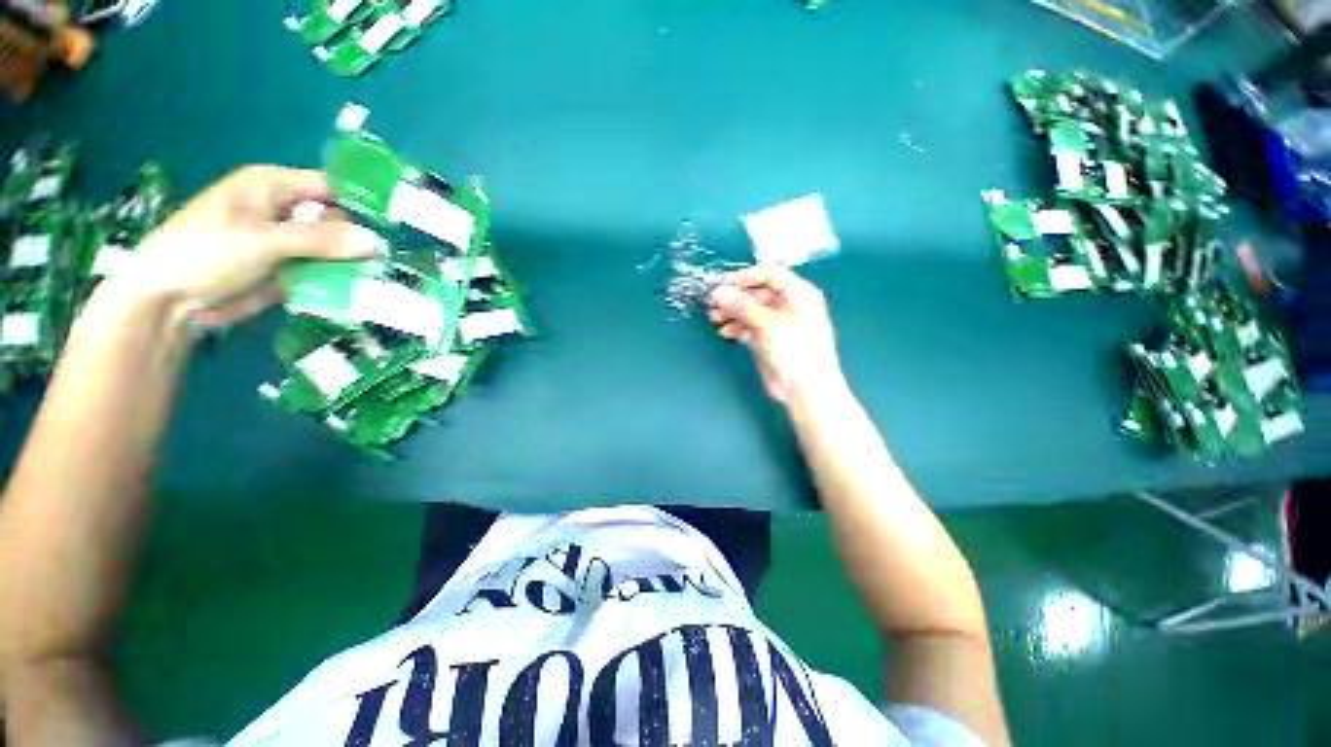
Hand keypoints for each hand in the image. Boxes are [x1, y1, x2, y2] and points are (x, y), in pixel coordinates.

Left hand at [103, 165, 382, 328]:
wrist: (170, 303)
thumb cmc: (204, 253)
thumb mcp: (263, 240)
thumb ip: (320, 240)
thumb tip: (378, 243)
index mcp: (274, 188)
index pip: (331, 187)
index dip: (363, 201)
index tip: (399, 223)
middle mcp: (286, 212)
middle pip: (339, 221)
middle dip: (364, 239)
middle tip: (396, 259)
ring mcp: (290, 244)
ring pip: (336, 249)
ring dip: (357, 263)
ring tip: (389, 279)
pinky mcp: (291, 271)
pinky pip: (327, 272)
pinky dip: (343, 280)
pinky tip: (367, 291)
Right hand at [708, 265, 845, 404]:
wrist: (806, 389)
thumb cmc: (794, 350)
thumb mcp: (768, 324)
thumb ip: (742, 306)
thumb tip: (719, 293)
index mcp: (798, 293)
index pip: (769, 274)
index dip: (744, 277)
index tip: (722, 285)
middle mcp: (789, 304)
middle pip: (757, 292)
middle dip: (735, 297)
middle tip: (713, 304)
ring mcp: (778, 323)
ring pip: (751, 310)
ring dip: (732, 312)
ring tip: (715, 318)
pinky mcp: (770, 340)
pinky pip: (750, 326)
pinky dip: (737, 327)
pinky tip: (725, 332)